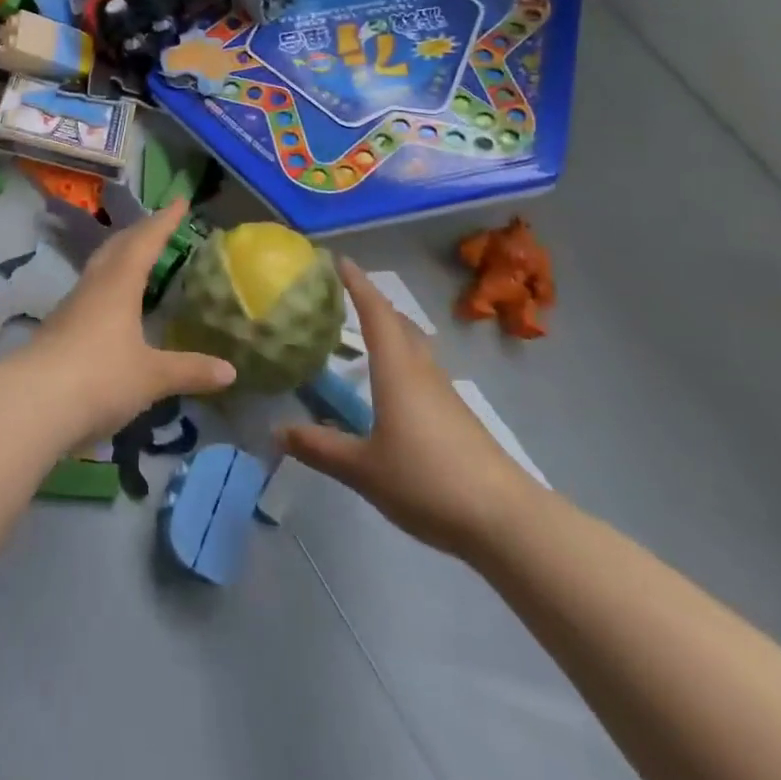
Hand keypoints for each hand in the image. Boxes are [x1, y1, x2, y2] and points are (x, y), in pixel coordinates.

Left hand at [27, 199, 236, 439]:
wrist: (32, 404)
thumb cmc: (99, 377)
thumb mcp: (151, 376)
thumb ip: (189, 370)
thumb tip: (231, 371)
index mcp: (119, 284)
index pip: (146, 241)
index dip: (164, 221)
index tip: (180, 201)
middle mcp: (94, 286)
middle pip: (117, 247)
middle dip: (140, 232)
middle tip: (159, 224)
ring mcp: (72, 307)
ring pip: (100, 268)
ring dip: (120, 256)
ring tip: (138, 258)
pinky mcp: (58, 329)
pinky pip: (90, 292)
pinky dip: (108, 285)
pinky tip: (113, 304)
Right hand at [280, 258, 535, 558]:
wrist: (505, 519)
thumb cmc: (427, 481)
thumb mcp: (364, 469)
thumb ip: (320, 448)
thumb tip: (275, 431)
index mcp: (397, 371)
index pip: (375, 312)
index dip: (357, 284)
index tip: (339, 260)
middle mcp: (421, 371)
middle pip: (398, 323)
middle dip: (372, 303)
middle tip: (343, 295)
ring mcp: (444, 393)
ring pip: (413, 347)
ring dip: (389, 331)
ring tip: (362, 334)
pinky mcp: (456, 416)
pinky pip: (422, 371)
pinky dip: (400, 360)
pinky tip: (389, 386)